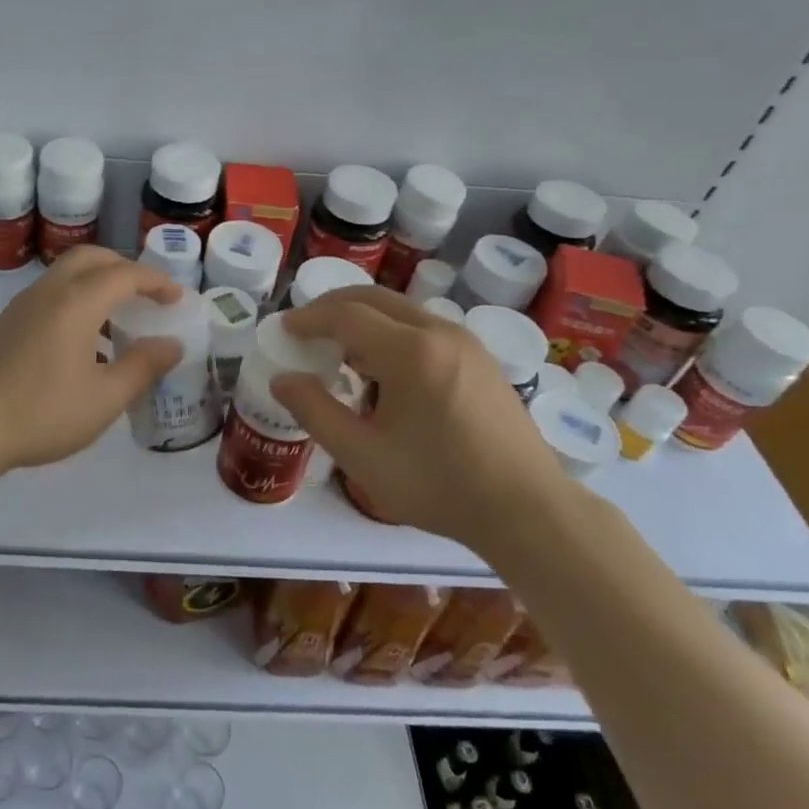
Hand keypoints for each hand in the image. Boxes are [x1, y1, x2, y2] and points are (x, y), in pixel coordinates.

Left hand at [0, 246, 183, 475]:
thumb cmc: (41, 413)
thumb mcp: (104, 398)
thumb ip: (142, 367)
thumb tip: (171, 344)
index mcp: (76, 303)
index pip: (125, 274)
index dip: (156, 281)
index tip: (176, 298)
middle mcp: (48, 293)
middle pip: (91, 259)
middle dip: (124, 268)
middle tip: (146, 295)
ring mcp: (20, 307)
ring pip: (65, 276)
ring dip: (96, 285)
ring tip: (116, 323)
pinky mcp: (3, 326)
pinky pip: (48, 297)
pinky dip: (74, 302)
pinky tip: (80, 347)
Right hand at [271, 287, 580, 543]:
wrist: (526, 509)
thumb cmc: (439, 485)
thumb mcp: (363, 456)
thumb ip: (315, 412)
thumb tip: (282, 379)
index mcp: (410, 352)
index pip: (346, 315)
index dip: (309, 318)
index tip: (283, 328)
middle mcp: (440, 332)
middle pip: (375, 299)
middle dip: (333, 307)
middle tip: (305, 328)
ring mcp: (466, 342)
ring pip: (401, 311)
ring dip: (364, 319)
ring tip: (338, 351)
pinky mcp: (480, 359)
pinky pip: (424, 328)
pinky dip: (391, 333)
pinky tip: (383, 369)